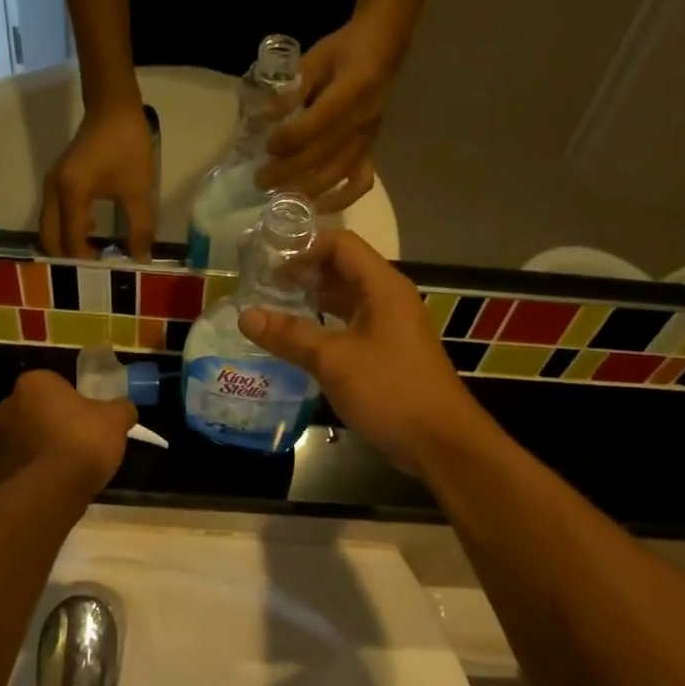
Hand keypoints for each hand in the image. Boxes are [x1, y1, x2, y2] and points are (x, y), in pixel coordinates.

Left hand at [0, 370, 136, 494]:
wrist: (51, 491)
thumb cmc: (83, 441)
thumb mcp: (116, 419)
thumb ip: (121, 408)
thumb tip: (123, 409)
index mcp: (34, 384)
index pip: (56, 385)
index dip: (76, 402)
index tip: (91, 420)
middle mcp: (8, 406)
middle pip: (39, 411)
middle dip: (56, 423)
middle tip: (82, 442)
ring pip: (29, 439)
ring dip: (45, 448)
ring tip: (71, 469)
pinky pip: (23, 466)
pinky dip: (37, 472)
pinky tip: (57, 485)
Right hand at [40, 104, 155, 259]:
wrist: (113, 107)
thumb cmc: (126, 145)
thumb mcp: (138, 190)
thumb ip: (140, 228)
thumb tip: (141, 259)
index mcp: (71, 194)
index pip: (71, 240)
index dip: (85, 261)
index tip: (103, 275)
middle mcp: (53, 191)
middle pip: (50, 237)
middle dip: (67, 258)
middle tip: (91, 273)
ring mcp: (51, 185)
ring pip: (49, 227)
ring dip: (65, 244)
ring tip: (92, 257)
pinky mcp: (56, 181)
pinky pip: (54, 214)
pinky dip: (65, 229)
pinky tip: (89, 232)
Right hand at [236, 232, 487, 476]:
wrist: (439, 441)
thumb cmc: (389, 390)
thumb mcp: (333, 360)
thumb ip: (289, 335)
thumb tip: (245, 315)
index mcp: (382, 286)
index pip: (340, 244)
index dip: (303, 247)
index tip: (267, 264)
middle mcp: (388, 299)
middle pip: (341, 270)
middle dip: (302, 274)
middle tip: (260, 288)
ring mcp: (389, 327)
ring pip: (344, 301)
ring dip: (310, 302)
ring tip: (271, 312)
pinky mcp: (386, 353)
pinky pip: (349, 327)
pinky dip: (323, 328)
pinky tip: (296, 343)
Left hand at [259, 13, 402, 213]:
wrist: (380, 50)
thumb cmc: (342, 51)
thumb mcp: (315, 59)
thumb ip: (291, 89)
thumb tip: (263, 117)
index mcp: (353, 90)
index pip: (318, 123)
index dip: (291, 139)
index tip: (267, 147)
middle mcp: (363, 120)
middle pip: (324, 154)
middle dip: (289, 171)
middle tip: (261, 181)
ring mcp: (368, 139)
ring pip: (338, 173)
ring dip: (306, 189)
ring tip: (279, 197)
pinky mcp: (370, 151)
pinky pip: (360, 183)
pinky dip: (340, 200)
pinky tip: (317, 207)